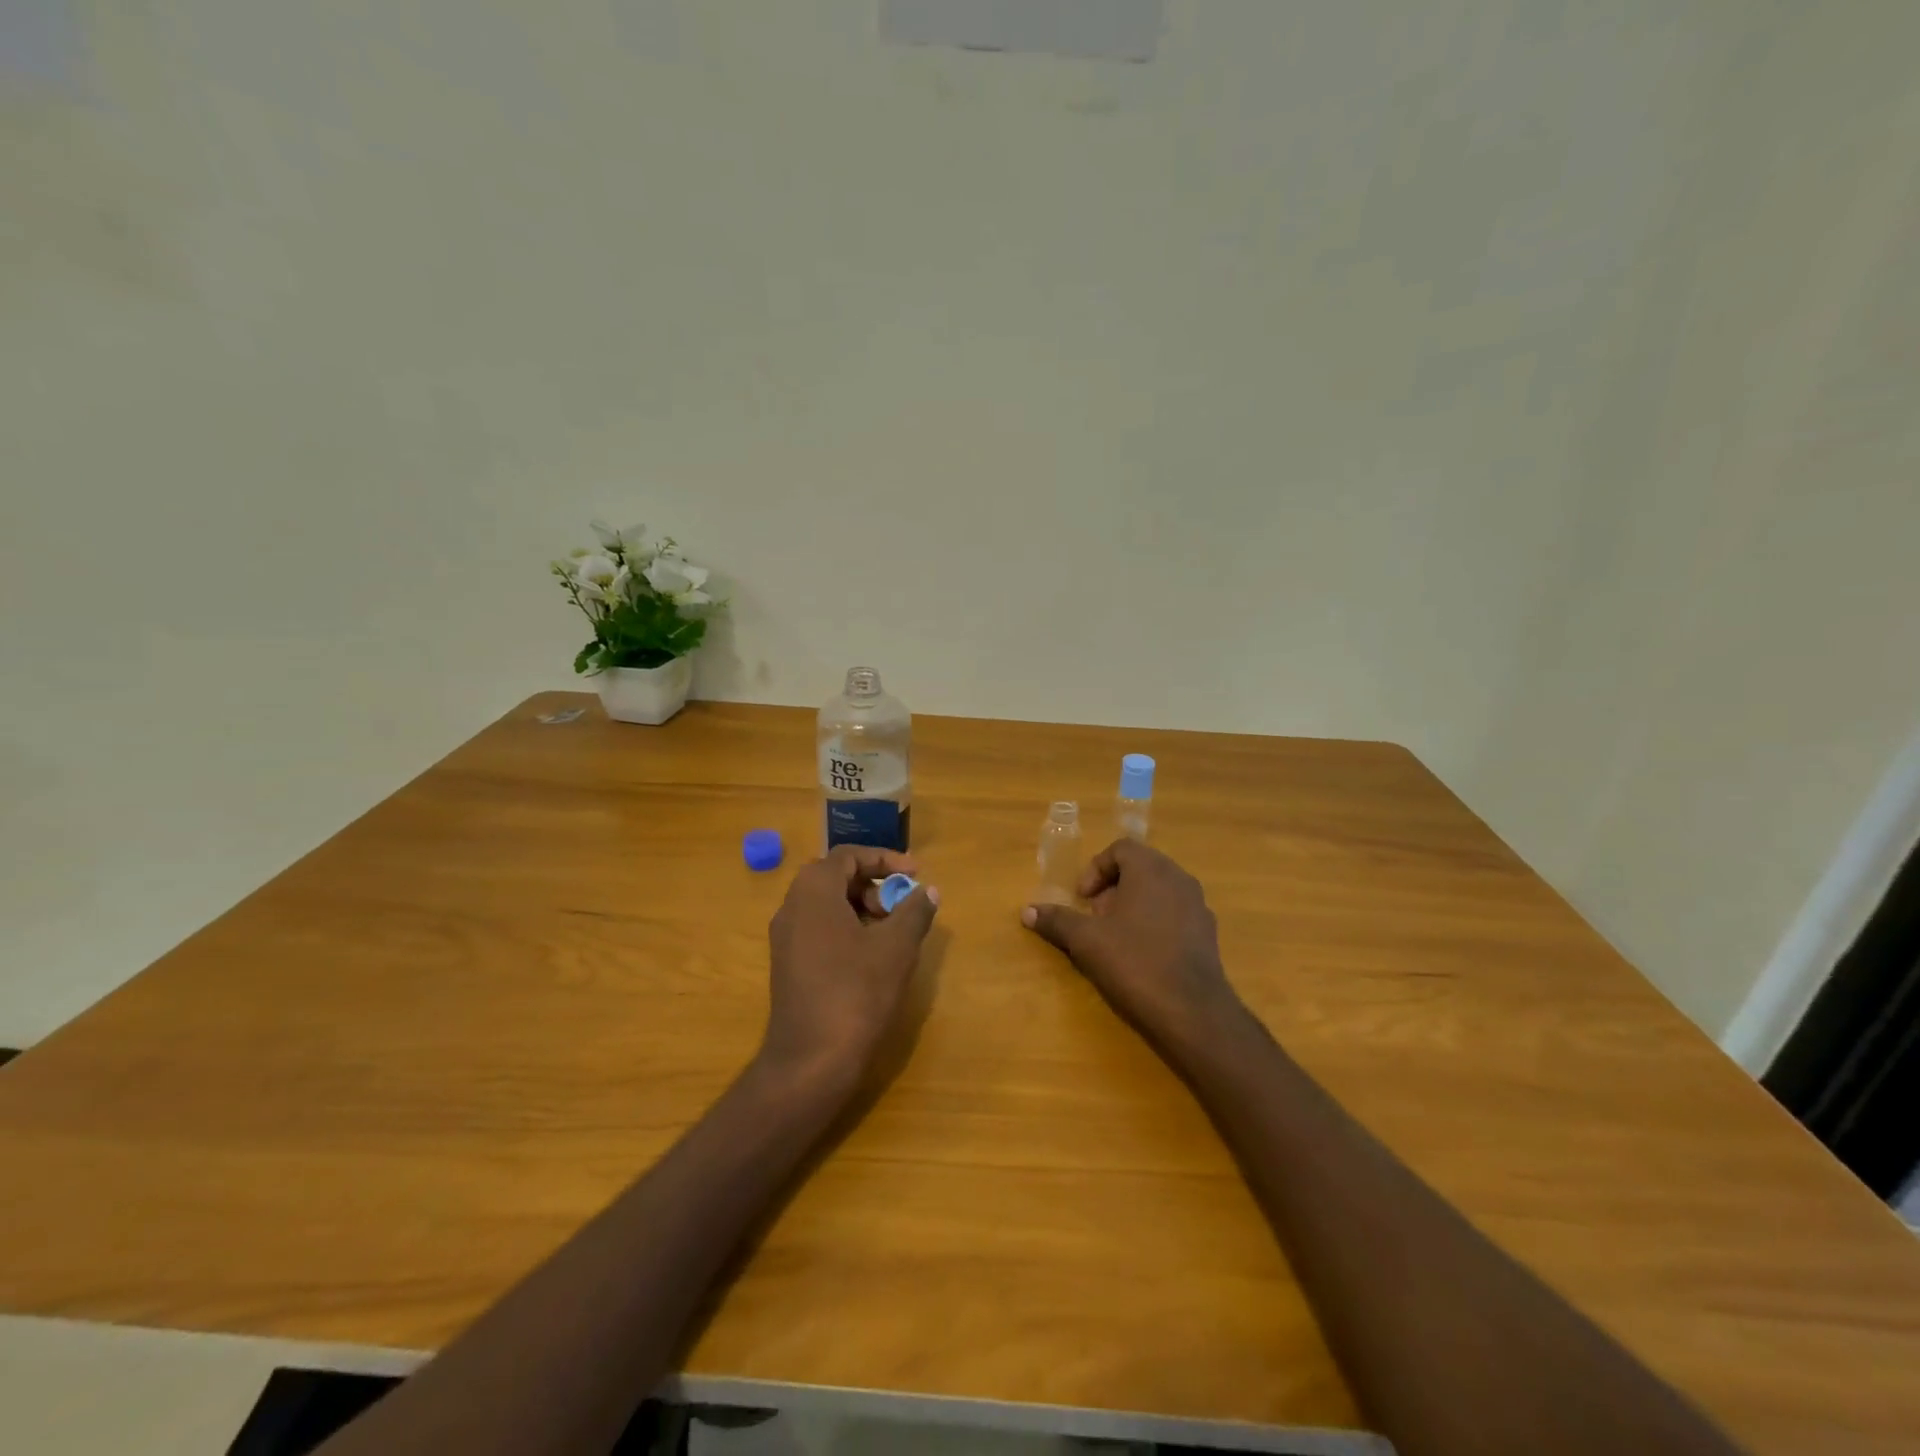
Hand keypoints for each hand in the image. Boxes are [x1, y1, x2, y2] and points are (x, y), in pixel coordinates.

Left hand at [760, 846, 939, 1089]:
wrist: (810, 1061)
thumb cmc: (856, 993)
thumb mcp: (897, 948)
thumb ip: (915, 911)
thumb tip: (929, 891)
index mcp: (814, 891)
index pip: (849, 855)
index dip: (886, 859)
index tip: (916, 874)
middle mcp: (792, 906)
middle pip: (835, 877)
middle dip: (874, 884)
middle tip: (903, 904)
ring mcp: (785, 938)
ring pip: (827, 904)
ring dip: (862, 907)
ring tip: (893, 931)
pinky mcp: (787, 965)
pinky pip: (818, 928)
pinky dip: (847, 928)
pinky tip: (872, 956)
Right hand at [1022, 839, 1243, 1049]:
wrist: (1192, 1012)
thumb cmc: (1135, 963)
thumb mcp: (1086, 941)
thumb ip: (1057, 920)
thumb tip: (1026, 911)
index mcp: (1151, 869)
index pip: (1120, 849)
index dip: (1095, 869)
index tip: (1082, 899)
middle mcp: (1179, 878)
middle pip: (1140, 868)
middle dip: (1112, 888)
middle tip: (1095, 917)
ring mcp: (1198, 905)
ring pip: (1159, 891)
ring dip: (1133, 905)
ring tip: (1115, 937)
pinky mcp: (1208, 933)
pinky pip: (1175, 913)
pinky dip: (1154, 922)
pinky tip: (1142, 954)